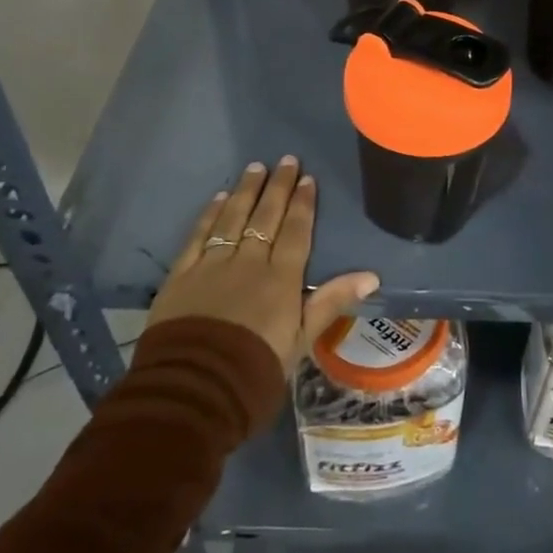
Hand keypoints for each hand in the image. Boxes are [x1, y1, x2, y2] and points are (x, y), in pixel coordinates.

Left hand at [147, 157, 379, 370]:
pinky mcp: (181, 275)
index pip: (295, 231)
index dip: (302, 204)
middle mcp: (248, 262)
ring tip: (254, 167)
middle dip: (277, 187)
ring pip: (232, 218)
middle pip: (265, 217)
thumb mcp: (301, 341)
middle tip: (285, 160)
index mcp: (280, 279)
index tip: (307, 179)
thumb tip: (371, 274)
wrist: (193, 391)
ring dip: (246, 192)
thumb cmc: (255, 371)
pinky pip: (198, 236)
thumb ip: (331, 302)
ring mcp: (212, 265)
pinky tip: (219, 198)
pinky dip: (209, 215)